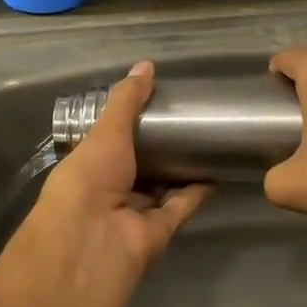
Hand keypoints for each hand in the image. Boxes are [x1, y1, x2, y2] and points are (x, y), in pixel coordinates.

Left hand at [18, 61, 211, 306]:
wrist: (92, 240)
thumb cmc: (88, 179)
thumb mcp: (106, 131)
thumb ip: (127, 101)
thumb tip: (146, 66)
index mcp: (89, 167)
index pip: (111, 145)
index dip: (131, 127)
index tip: (157, 106)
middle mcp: (110, 192)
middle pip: (140, 168)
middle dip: (161, 149)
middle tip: (190, 121)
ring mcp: (135, 214)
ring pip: (163, 188)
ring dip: (182, 170)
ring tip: (208, 142)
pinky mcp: (160, 231)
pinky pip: (181, 206)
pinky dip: (198, 191)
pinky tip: (217, 169)